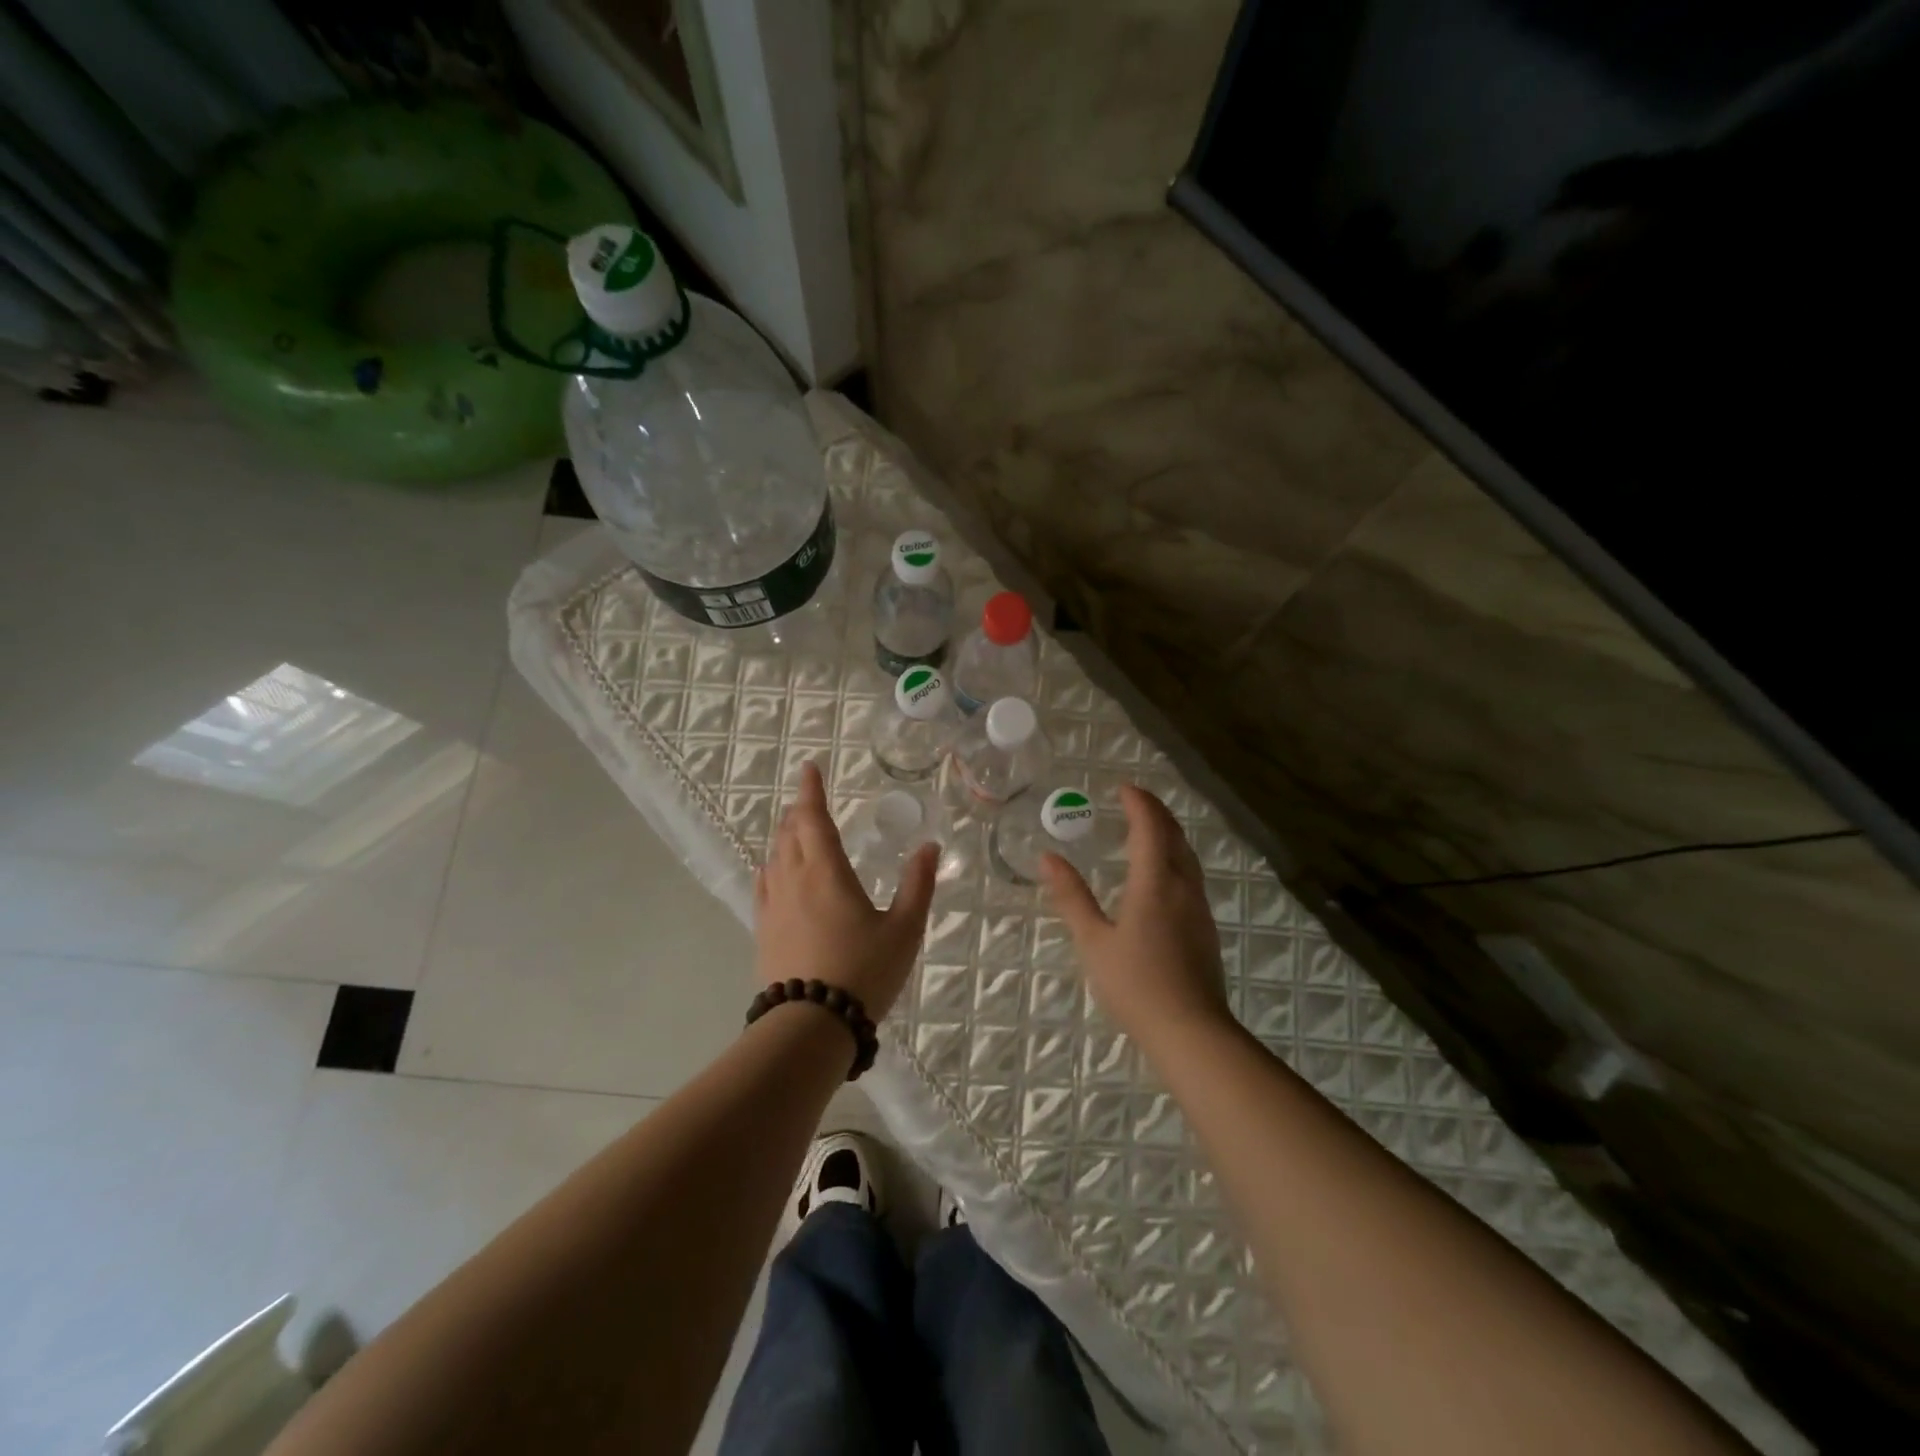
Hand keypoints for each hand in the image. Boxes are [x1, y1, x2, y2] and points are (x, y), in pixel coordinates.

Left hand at [754, 761, 938, 1019]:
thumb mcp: (904, 929)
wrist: (810, 1025)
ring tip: (796, 829)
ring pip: (775, 856)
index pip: (814, 818)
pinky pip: (764, 884)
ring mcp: (774, 906)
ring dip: (785, 835)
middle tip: (809, 799)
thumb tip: (930, 846)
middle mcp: (794, 880)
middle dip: (799, 810)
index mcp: (826, 872)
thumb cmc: (863, 971)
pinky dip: (772, 865)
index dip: (811, 790)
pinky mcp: (764, 930)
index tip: (809, 768)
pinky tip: (774, 871)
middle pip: (789, 833)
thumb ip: (918, 885)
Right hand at [1041, 784, 1230, 1045]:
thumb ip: (1071, 896)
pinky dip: (1176, 857)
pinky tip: (1163, 873)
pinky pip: (1191, 875)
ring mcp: (1199, 907)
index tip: (1122, 788)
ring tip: (1148, 828)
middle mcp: (1183, 886)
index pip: (1150, 827)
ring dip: (1169, 833)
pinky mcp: (1205, 927)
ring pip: (1188, 856)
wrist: (1190, 1030)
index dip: (1139, 803)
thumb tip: (1047, 858)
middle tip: (1134, 800)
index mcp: (1155, 882)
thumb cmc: (1135, 984)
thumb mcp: (1093, 940)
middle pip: (1175, 835)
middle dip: (1156, 812)